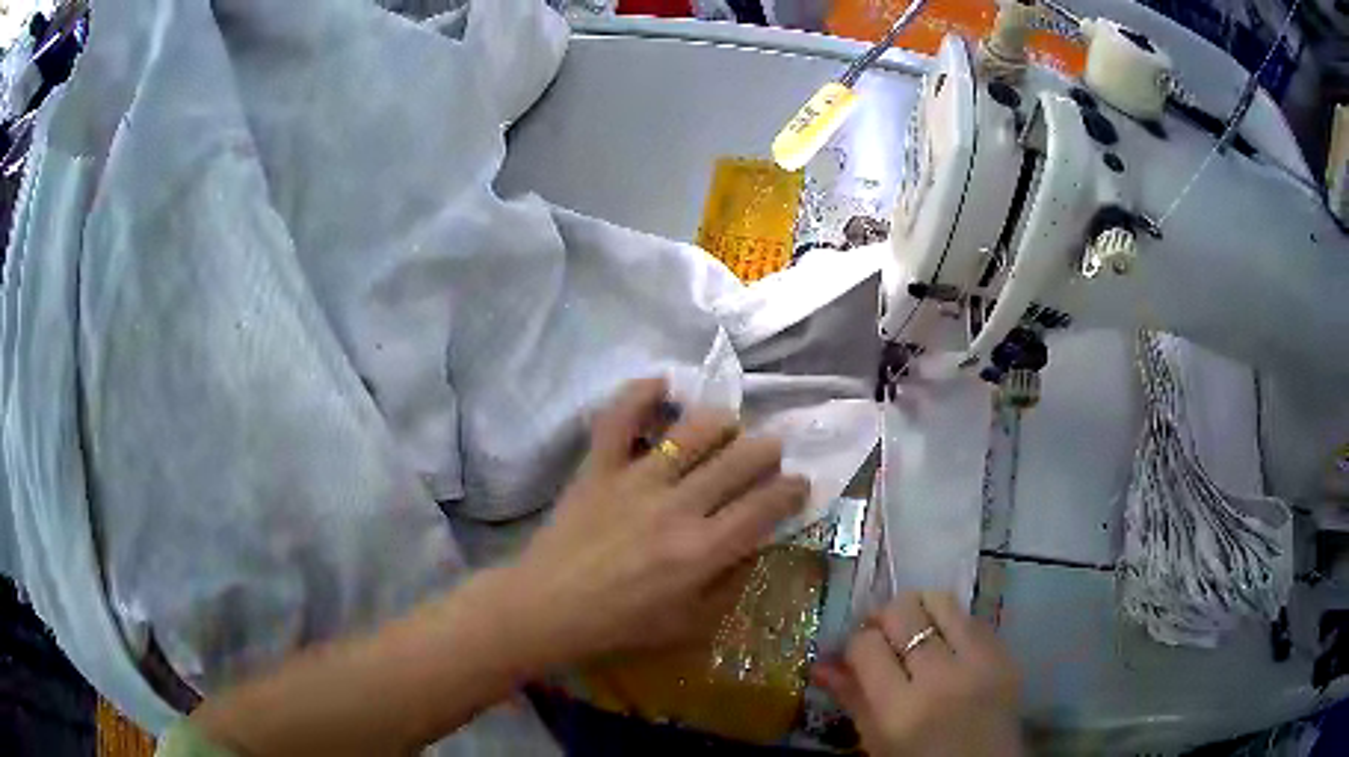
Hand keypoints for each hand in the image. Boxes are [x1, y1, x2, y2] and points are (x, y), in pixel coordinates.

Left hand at [507, 378, 808, 664]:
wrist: (549, 608)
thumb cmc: (622, 624)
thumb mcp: (690, 622)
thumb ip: (731, 583)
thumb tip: (760, 544)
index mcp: (703, 550)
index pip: (765, 505)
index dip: (792, 489)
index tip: (799, 483)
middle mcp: (677, 507)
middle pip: (738, 460)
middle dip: (767, 450)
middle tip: (770, 451)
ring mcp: (635, 481)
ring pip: (692, 431)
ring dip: (721, 422)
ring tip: (727, 426)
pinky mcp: (598, 468)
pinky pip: (619, 418)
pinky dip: (640, 394)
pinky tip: (662, 384)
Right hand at [813, 591, 1022, 756]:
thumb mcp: (877, 741)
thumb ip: (852, 698)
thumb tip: (821, 663)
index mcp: (900, 710)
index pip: (866, 645)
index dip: (855, 644)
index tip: (856, 654)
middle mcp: (941, 678)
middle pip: (904, 611)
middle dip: (884, 617)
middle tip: (882, 634)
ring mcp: (980, 662)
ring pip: (942, 601)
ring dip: (921, 610)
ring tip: (915, 631)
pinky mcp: (1006, 655)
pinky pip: (972, 618)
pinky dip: (952, 623)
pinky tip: (946, 644)